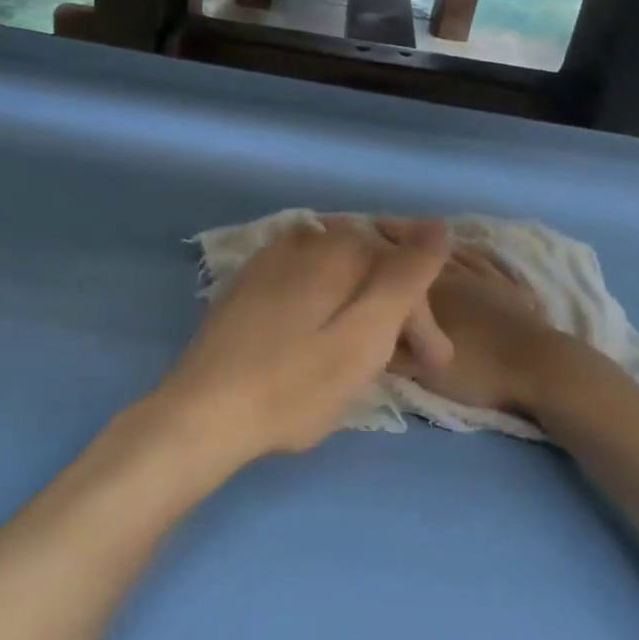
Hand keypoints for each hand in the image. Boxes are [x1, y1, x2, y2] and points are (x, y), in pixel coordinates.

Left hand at [137, 217, 451, 468]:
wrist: (200, 415)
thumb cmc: (293, 384)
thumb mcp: (365, 335)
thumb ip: (405, 277)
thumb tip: (438, 224)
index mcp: (335, 248)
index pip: (401, 269)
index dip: (423, 316)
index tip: (433, 365)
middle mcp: (303, 241)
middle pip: (369, 271)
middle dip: (395, 315)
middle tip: (409, 368)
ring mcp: (269, 262)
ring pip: (338, 280)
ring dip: (363, 314)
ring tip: (370, 362)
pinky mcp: (247, 288)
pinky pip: (307, 288)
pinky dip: (328, 311)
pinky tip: (324, 344)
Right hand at [373, 220, 560, 416]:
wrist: (538, 368)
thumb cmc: (478, 370)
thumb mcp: (424, 370)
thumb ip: (392, 350)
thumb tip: (365, 327)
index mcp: (431, 292)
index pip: (396, 264)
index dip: (374, 249)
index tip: (356, 236)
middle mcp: (456, 276)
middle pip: (422, 251)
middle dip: (400, 237)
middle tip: (380, 224)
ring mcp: (486, 279)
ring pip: (454, 253)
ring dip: (433, 242)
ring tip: (418, 233)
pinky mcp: (511, 289)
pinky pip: (486, 263)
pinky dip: (471, 253)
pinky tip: (466, 250)